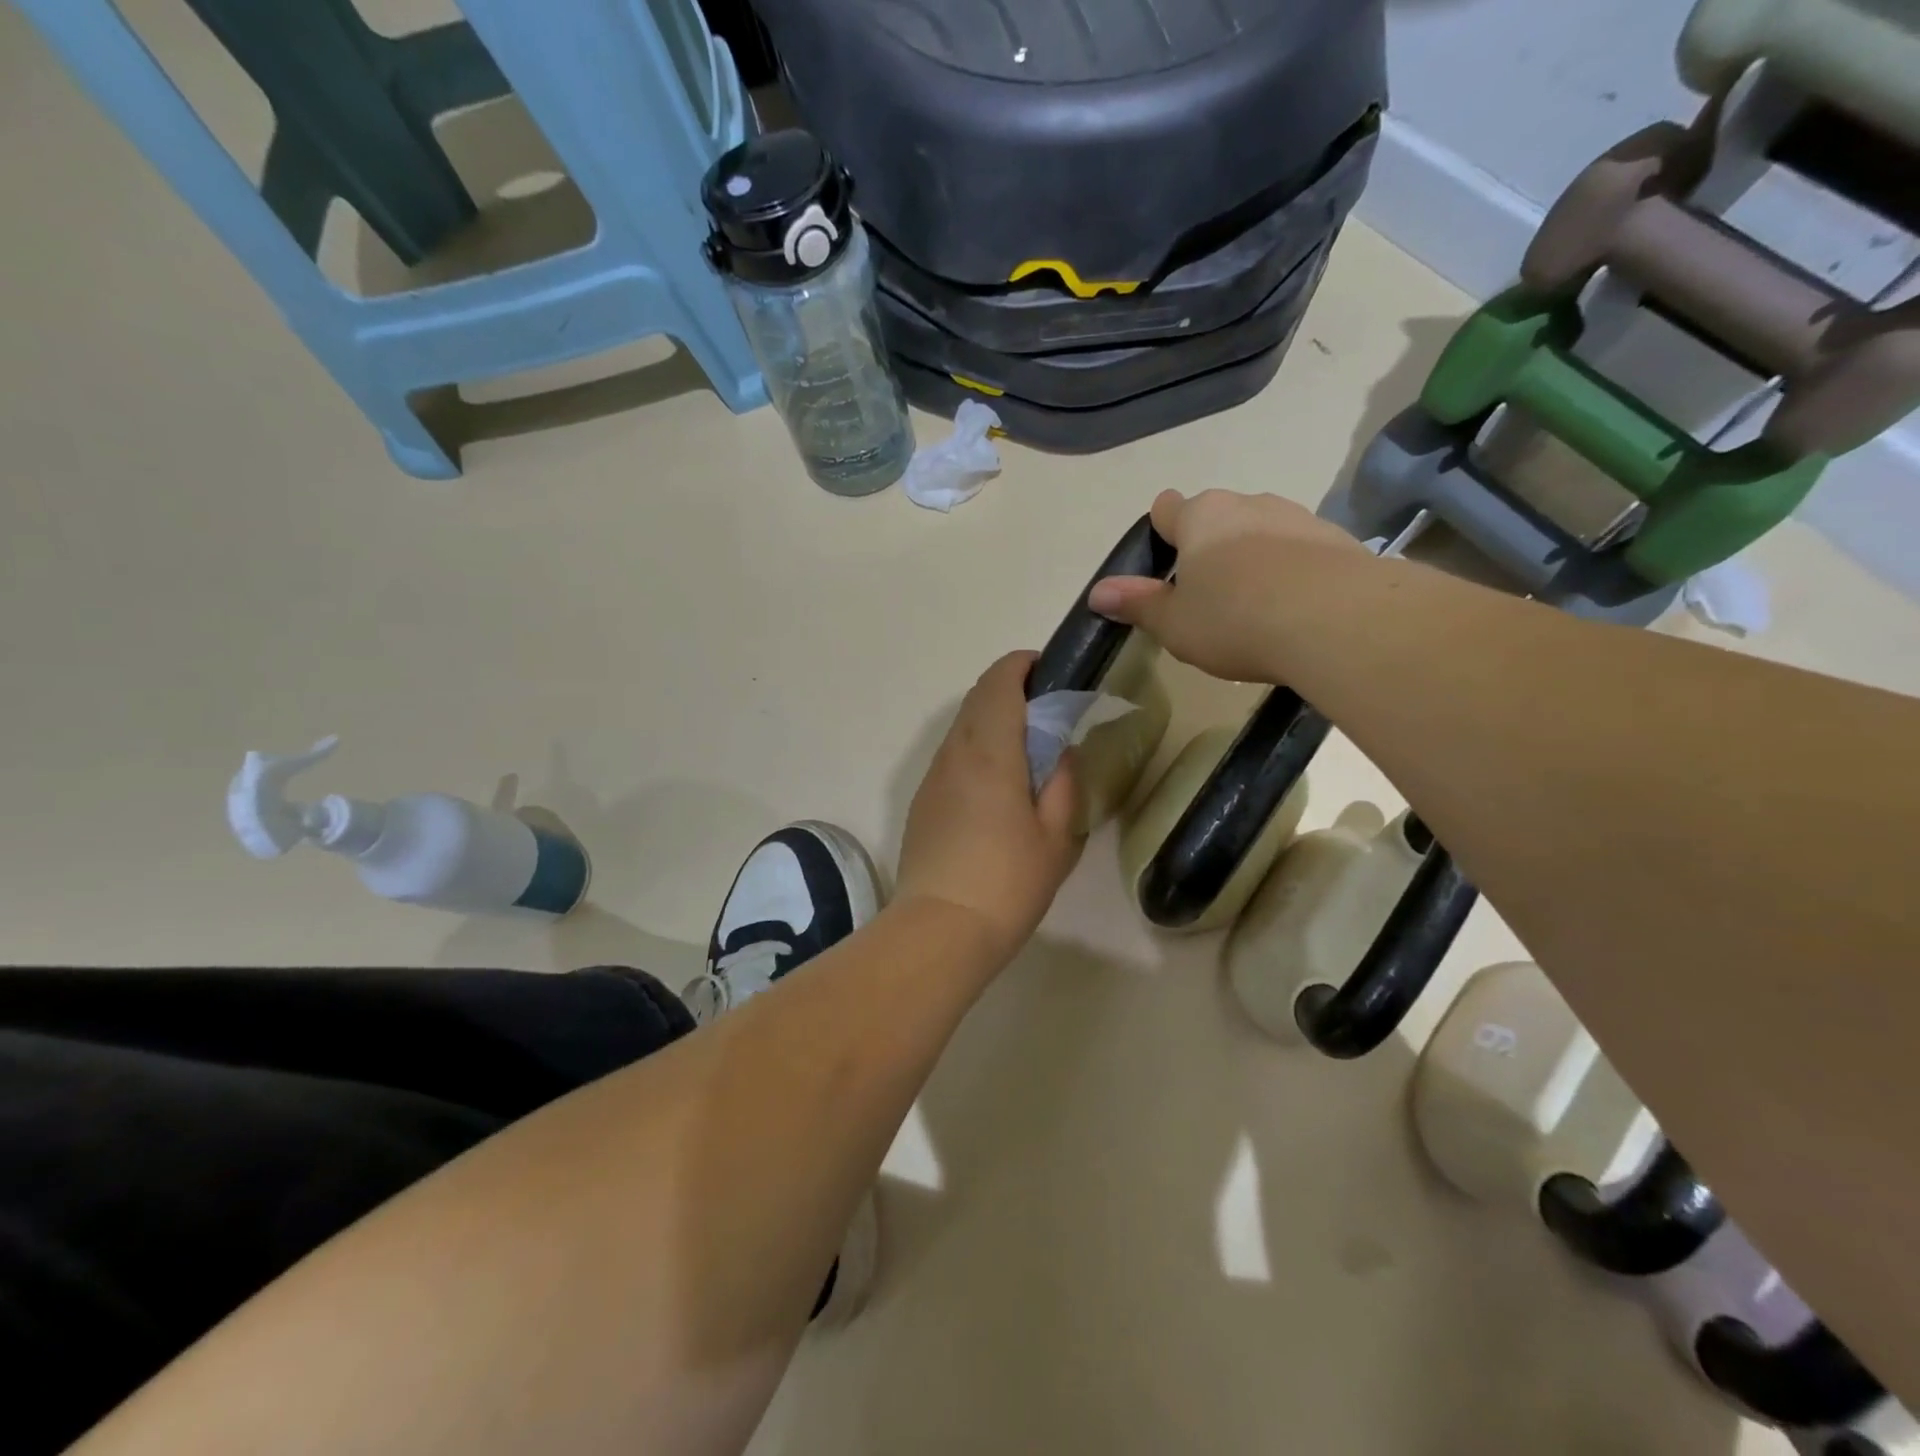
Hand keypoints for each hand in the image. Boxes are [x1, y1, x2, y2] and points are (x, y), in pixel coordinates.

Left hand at [896, 652, 1083, 963]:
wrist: (941, 928)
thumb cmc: (1008, 882)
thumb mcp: (1057, 836)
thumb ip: (1063, 783)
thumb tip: (1058, 752)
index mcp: (990, 751)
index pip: (999, 683)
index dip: (1021, 666)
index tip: (1047, 671)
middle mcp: (954, 753)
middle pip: (977, 699)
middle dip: (1009, 690)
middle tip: (1044, 711)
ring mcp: (932, 777)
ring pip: (960, 727)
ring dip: (990, 720)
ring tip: (1023, 748)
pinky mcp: (922, 801)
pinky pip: (951, 756)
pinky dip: (975, 748)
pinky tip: (995, 783)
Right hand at [1087, 489, 1367, 682]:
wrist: (1337, 620)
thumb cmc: (1235, 618)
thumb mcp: (1174, 623)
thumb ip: (1137, 604)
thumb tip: (1097, 593)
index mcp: (1200, 517)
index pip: (1167, 507)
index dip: (1161, 530)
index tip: (1164, 562)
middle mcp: (1247, 503)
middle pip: (1217, 517)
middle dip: (1209, 548)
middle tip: (1208, 596)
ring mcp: (1296, 516)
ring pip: (1261, 530)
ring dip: (1253, 558)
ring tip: (1255, 607)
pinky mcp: (1338, 538)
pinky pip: (1301, 550)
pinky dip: (1292, 570)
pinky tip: (1294, 609)